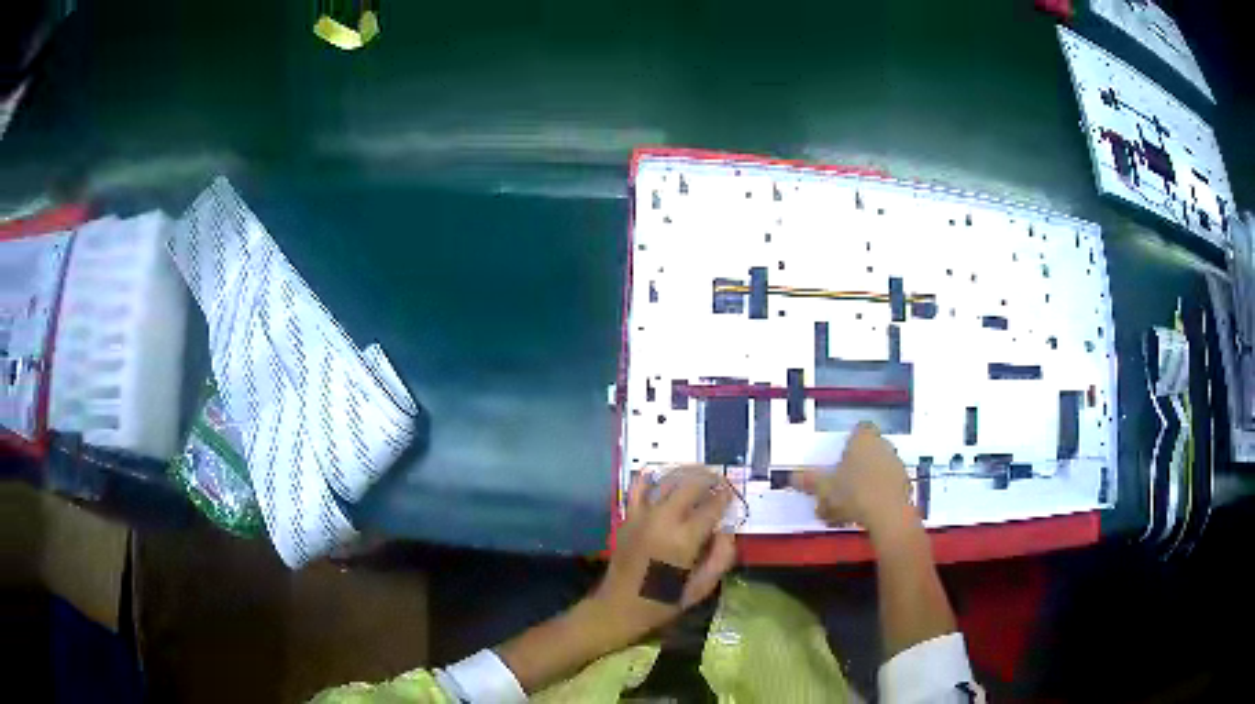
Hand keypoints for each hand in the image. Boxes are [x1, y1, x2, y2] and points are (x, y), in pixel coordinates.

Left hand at [590, 467, 737, 645]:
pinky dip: (651, 476)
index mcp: (685, 539)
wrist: (619, 606)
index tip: (734, 493)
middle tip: (721, 480)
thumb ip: (721, 556)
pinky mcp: (628, 516)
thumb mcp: (702, 587)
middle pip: (691, 485)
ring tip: (700, 474)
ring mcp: (642, 515)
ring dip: (687, 473)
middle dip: (710, 479)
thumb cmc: (664, 601)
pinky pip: (639, 487)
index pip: (712, 506)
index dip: (726, 496)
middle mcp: (663, 520)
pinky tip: (662, 474)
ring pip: (667, 480)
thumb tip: (727, 530)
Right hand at [792, 422, 913, 533]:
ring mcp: (897, 465)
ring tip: (853, 500)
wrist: (888, 515)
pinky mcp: (906, 484)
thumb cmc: (854, 494)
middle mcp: (883, 446)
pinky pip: (890, 484)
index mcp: (863, 439)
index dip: (852, 440)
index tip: (842, 454)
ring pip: (881, 466)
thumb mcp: (824, 489)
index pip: (861, 428)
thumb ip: (809, 481)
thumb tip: (793, 477)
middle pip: (871, 448)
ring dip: (870, 478)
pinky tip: (867, 509)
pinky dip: (880, 493)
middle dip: (859, 461)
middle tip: (844, 479)